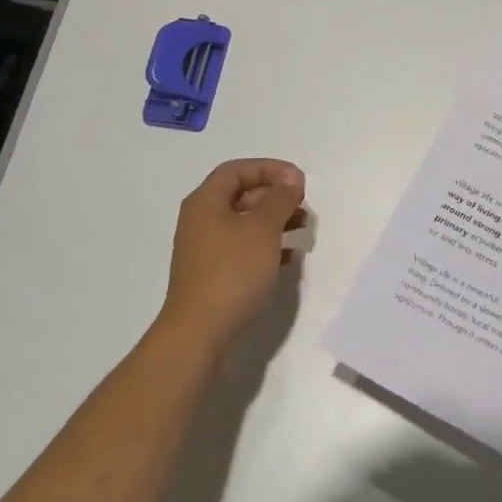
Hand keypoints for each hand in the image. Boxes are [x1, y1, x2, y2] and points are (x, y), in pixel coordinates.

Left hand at [160, 159, 307, 348]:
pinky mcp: (213, 274)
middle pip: (241, 195)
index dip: (268, 168)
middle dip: (274, 196)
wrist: (199, 333)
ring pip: (244, 223)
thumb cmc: (232, 272)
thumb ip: (279, 198)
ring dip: (274, 221)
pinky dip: (266, 246)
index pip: (236, 170)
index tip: (297, 179)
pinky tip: (289, 258)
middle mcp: (201, 221)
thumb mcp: (262, 229)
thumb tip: (290, 178)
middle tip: (303, 205)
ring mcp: (205, 250)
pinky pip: (243, 249)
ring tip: (302, 228)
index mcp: (205, 202)